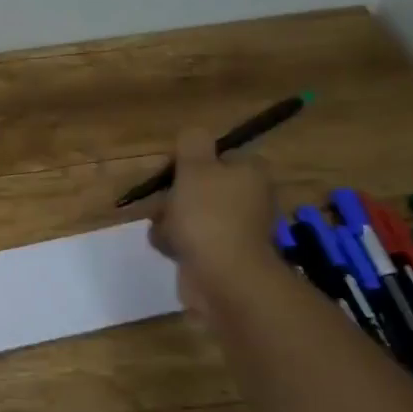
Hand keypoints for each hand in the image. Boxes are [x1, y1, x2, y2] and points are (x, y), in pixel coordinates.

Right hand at [145, 127, 278, 314]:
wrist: (223, 277)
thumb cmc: (209, 215)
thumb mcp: (195, 168)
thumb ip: (192, 143)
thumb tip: (194, 134)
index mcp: (250, 173)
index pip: (219, 155)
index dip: (192, 161)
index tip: (173, 171)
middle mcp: (250, 198)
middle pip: (201, 185)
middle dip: (175, 194)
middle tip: (162, 202)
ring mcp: (237, 229)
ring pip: (191, 213)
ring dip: (170, 220)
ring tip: (165, 229)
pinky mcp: (223, 255)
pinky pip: (191, 240)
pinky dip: (176, 242)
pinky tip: (167, 246)